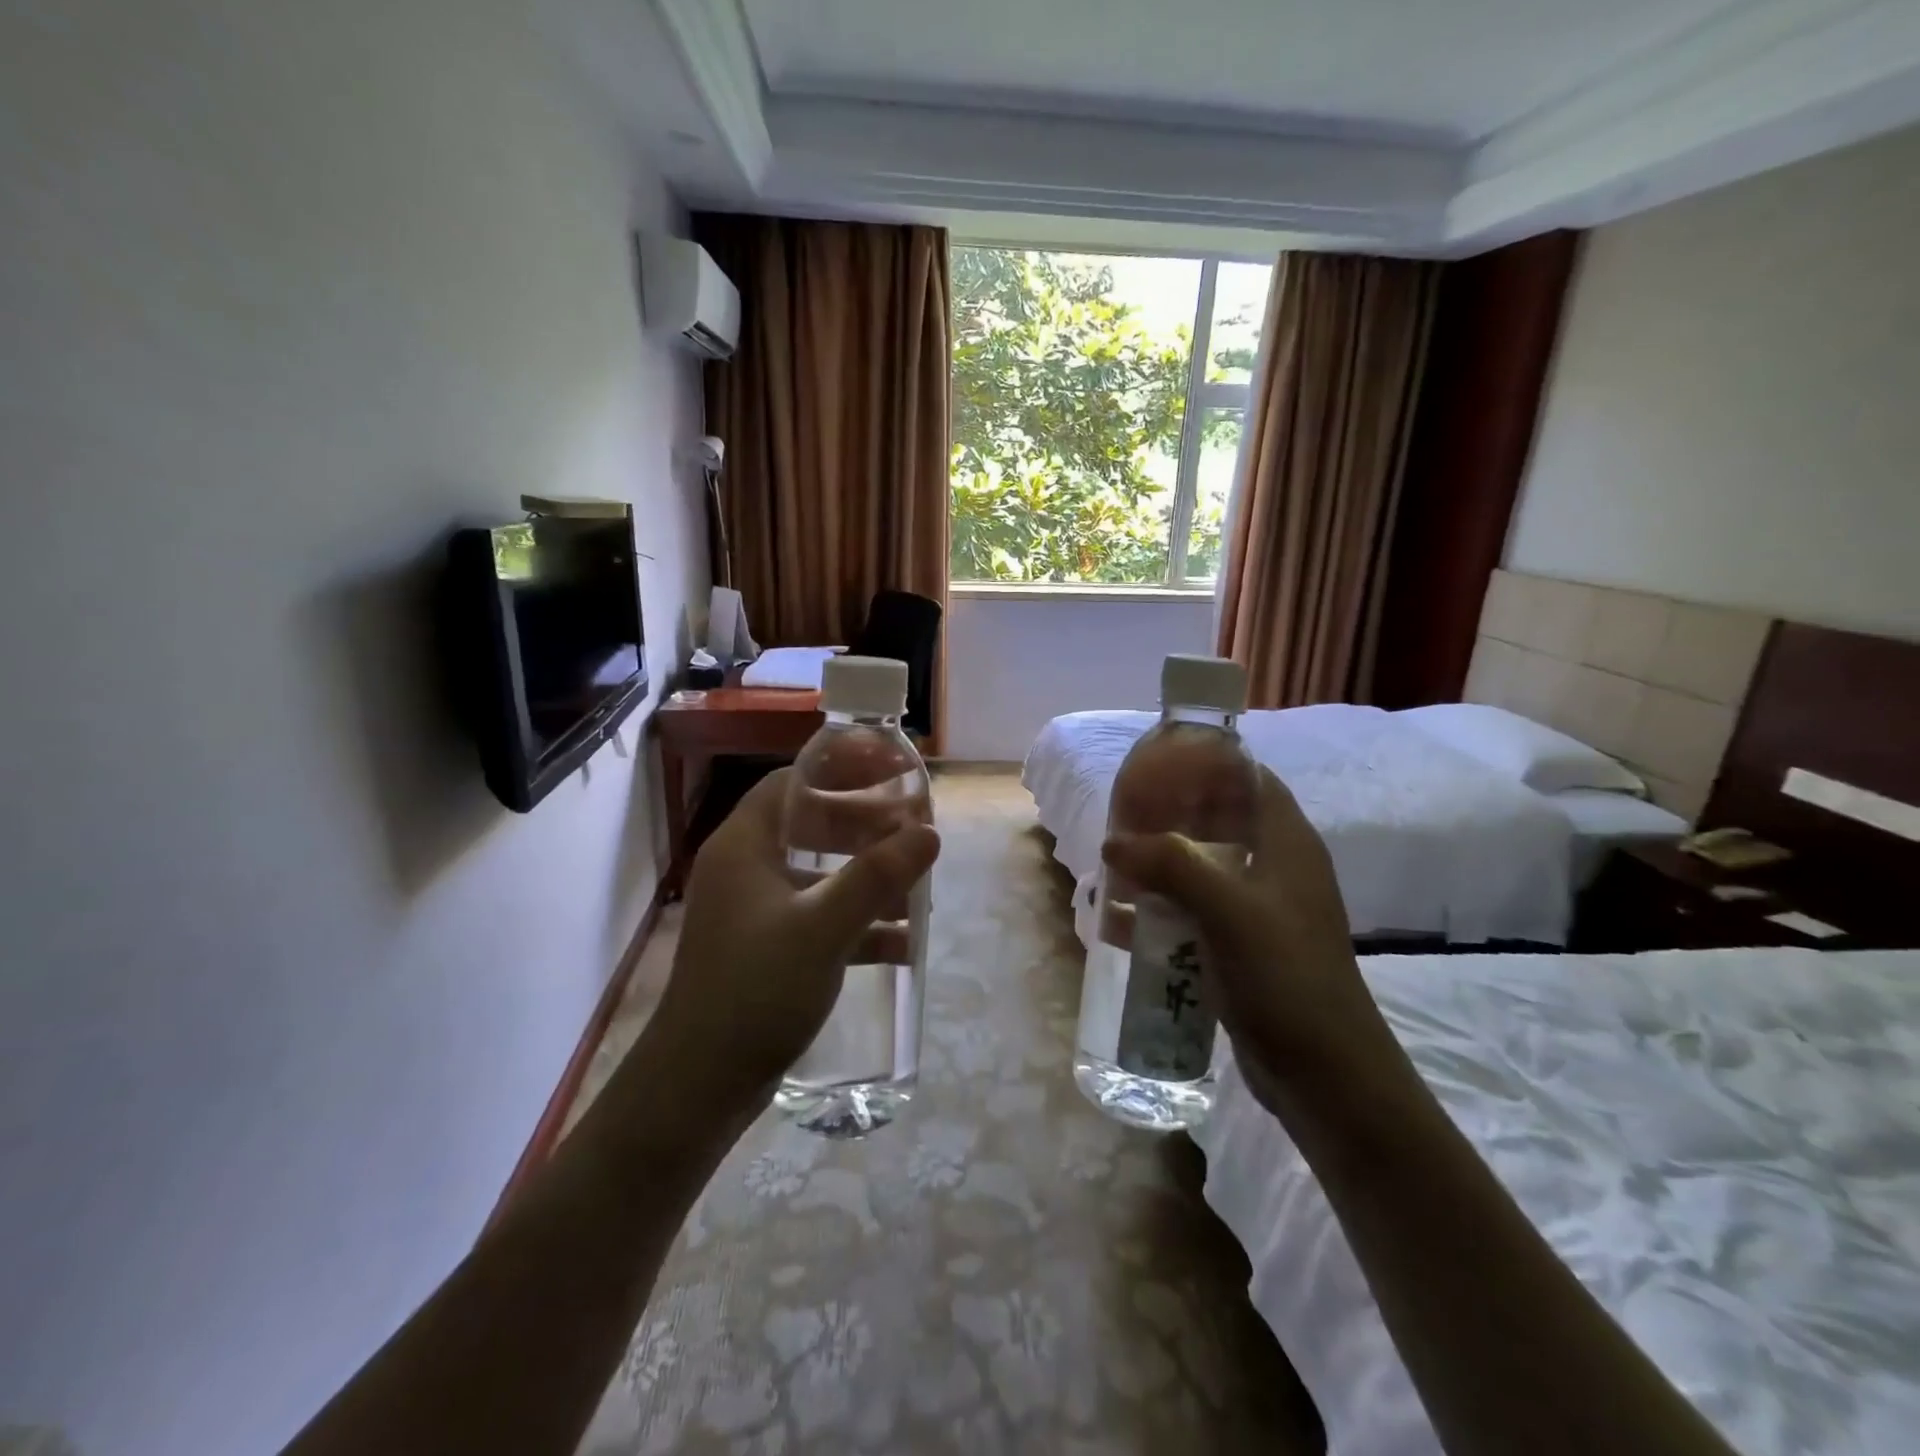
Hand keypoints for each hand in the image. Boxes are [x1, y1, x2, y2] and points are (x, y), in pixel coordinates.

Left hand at [640, 768, 940, 1114]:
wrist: (700, 1086)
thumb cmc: (756, 991)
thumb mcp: (823, 928)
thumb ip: (878, 877)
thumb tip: (929, 832)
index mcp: (744, 846)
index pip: (793, 782)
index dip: (842, 770)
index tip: (891, 771)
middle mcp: (746, 869)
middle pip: (811, 826)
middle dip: (866, 828)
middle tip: (913, 830)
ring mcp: (756, 912)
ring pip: (821, 875)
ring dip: (868, 879)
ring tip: (918, 889)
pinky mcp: (767, 949)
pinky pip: (820, 918)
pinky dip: (858, 924)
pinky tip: (903, 944)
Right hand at [1101, 766, 1403, 1116]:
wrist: (1324, 1072)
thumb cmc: (1285, 975)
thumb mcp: (1228, 909)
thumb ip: (1171, 864)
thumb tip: (1113, 843)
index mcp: (1287, 843)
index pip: (1251, 779)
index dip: (1209, 764)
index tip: (1158, 763)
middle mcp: (1275, 868)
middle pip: (1220, 822)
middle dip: (1171, 816)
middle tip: (1122, 815)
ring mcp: (1259, 911)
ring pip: (1203, 868)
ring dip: (1161, 865)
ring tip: (1114, 865)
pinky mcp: (1243, 947)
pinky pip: (1196, 912)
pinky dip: (1163, 909)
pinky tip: (1124, 920)